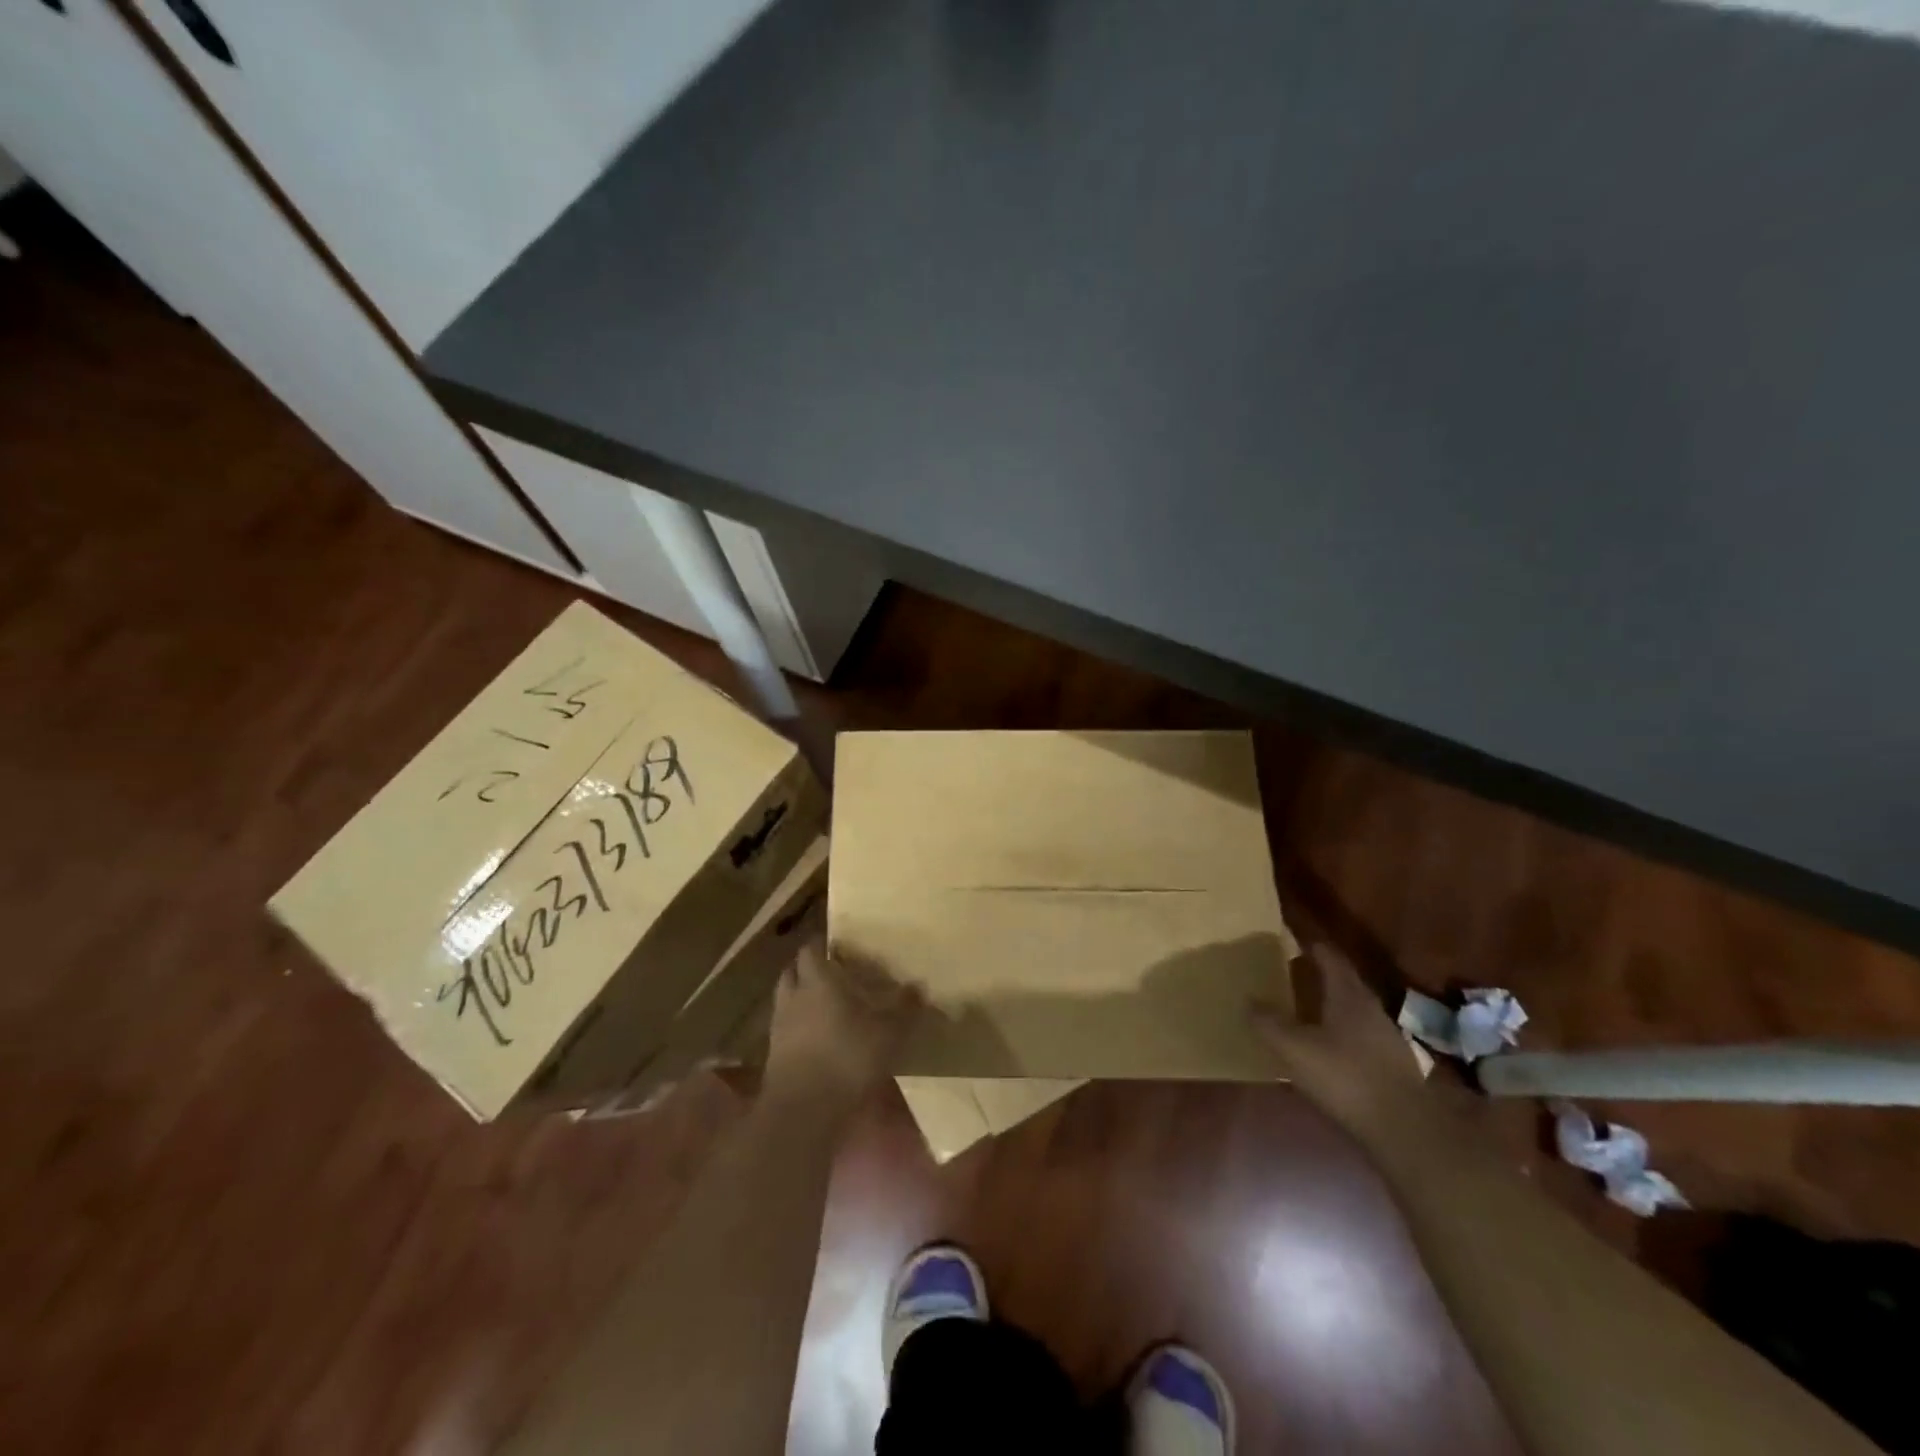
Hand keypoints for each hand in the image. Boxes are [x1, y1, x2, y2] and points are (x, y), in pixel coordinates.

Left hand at [764, 941, 923, 1118]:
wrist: (804, 1110)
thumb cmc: (848, 1057)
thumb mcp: (889, 1032)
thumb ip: (904, 1008)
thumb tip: (919, 986)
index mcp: (818, 980)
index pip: (811, 948)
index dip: (823, 945)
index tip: (839, 947)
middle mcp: (794, 996)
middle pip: (793, 970)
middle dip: (808, 968)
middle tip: (832, 973)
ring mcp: (779, 1026)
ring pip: (786, 999)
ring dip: (801, 997)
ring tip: (824, 1005)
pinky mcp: (773, 1055)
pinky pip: (785, 1028)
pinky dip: (798, 1027)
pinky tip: (817, 1038)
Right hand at [1253, 943, 1423, 1133]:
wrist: (1403, 1128)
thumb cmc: (1344, 1076)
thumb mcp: (1294, 1048)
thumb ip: (1268, 1022)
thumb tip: (1249, 1000)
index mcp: (1348, 994)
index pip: (1329, 957)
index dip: (1311, 945)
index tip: (1292, 938)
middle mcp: (1370, 1008)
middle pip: (1344, 981)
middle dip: (1320, 973)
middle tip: (1292, 970)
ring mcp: (1386, 1037)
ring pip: (1353, 1008)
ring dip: (1331, 1003)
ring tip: (1305, 1007)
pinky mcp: (1392, 1065)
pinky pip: (1360, 1035)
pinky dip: (1341, 1031)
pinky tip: (1326, 1046)